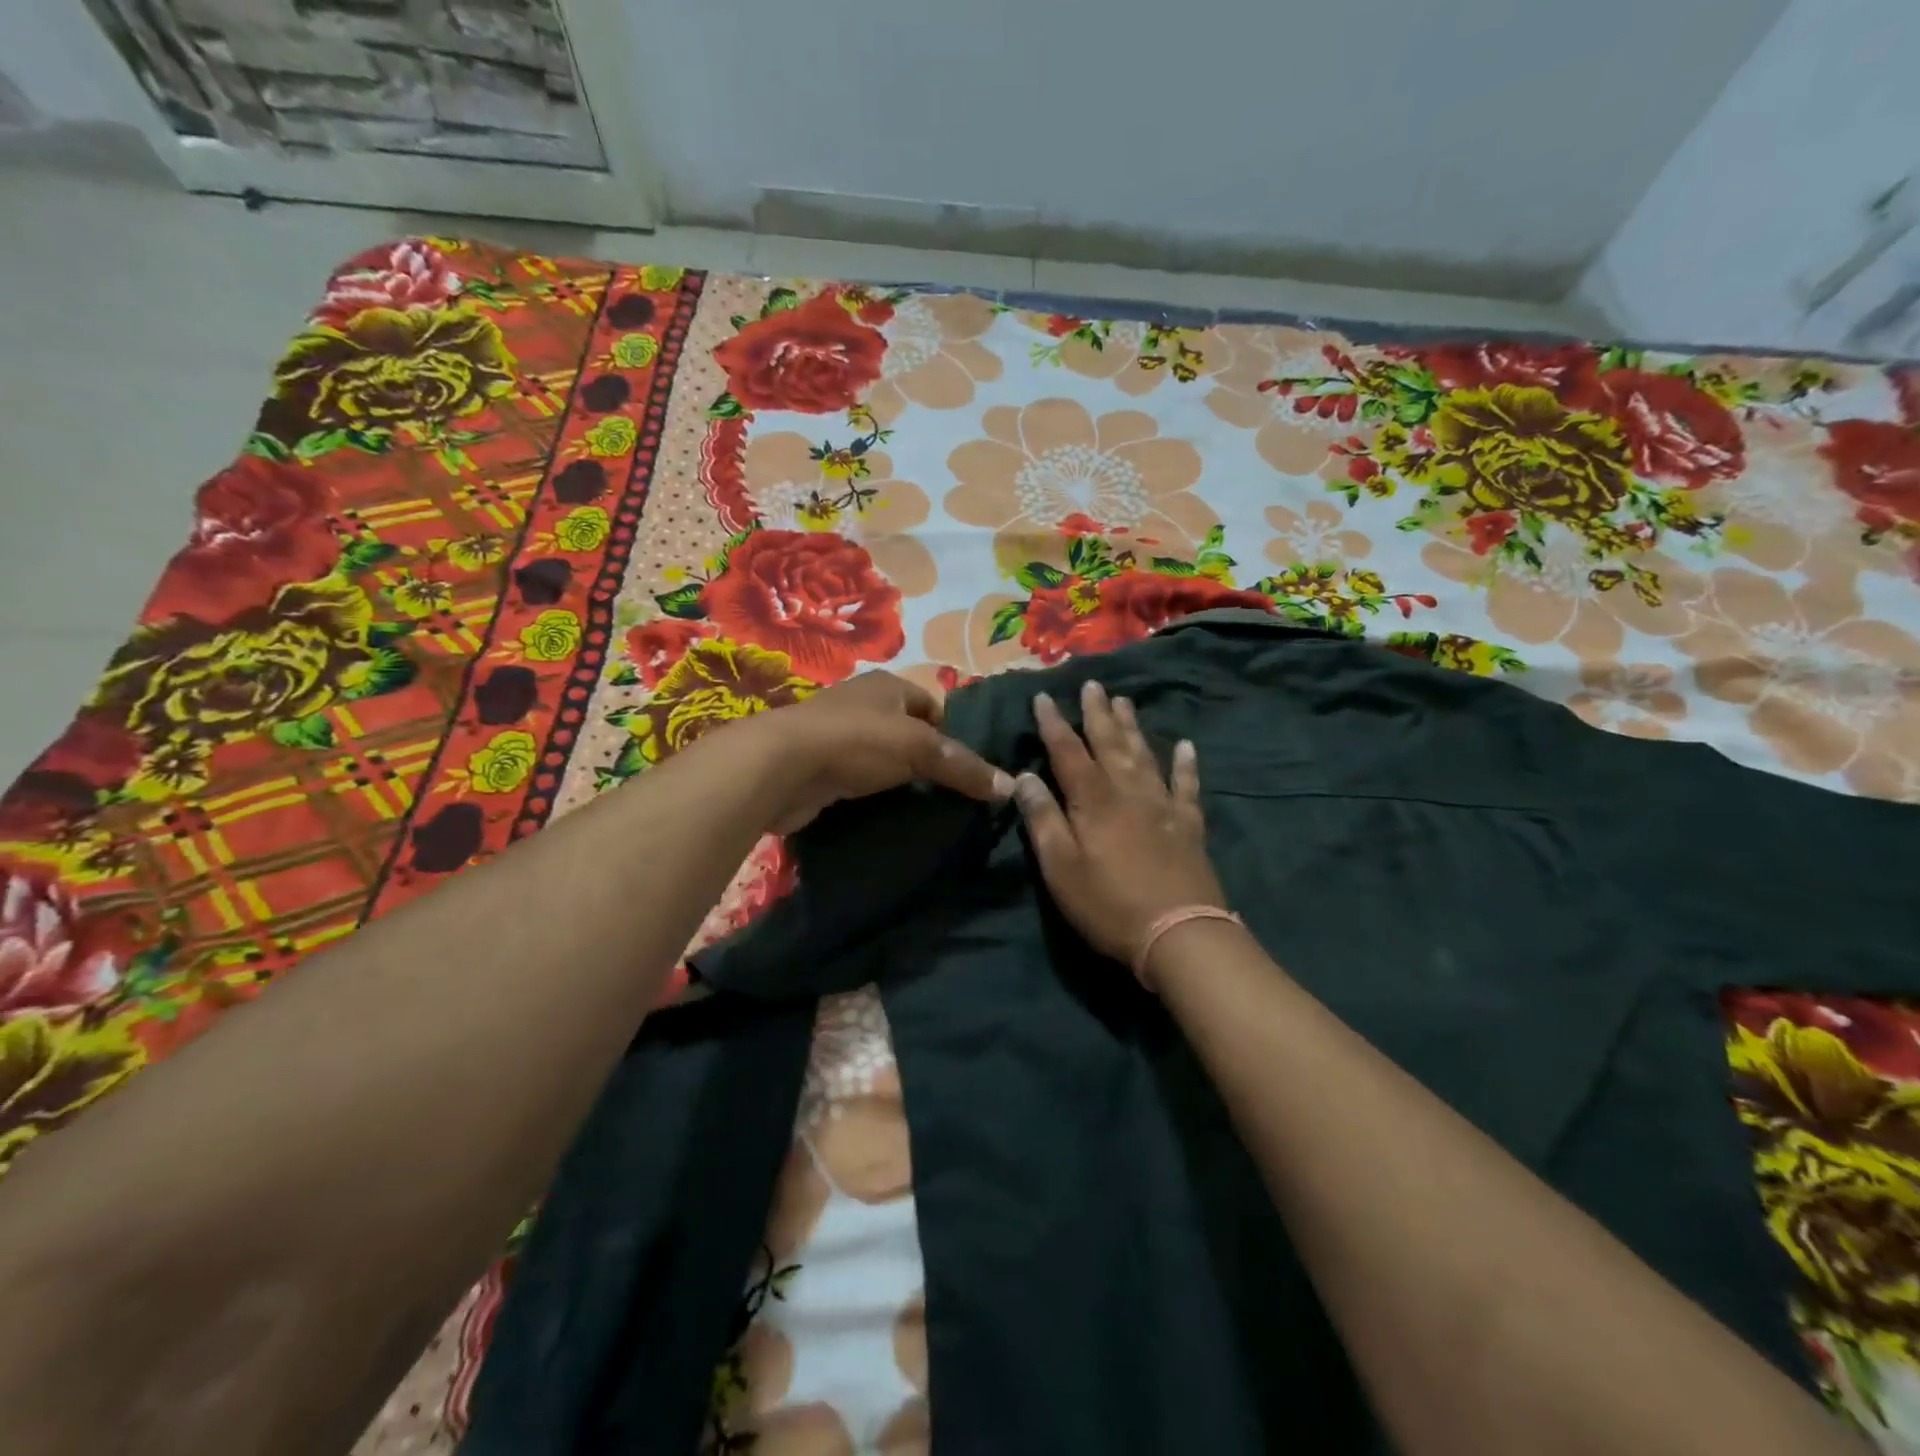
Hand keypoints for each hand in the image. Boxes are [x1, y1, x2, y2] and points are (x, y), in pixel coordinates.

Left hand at [729, 670, 1013, 832]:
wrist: (781, 767)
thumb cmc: (857, 741)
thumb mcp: (920, 749)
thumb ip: (964, 767)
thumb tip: (1011, 787)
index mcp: (887, 685)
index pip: (932, 705)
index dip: (951, 733)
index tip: (966, 769)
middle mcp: (861, 703)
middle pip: (907, 731)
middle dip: (926, 759)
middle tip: (950, 793)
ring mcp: (837, 735)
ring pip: (882, 757)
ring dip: (898, 779)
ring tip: (924, 807)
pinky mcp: (819, 766)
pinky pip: (858, 778)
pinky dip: (871, 794)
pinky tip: (885, 814)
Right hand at [1015, 680, 1228, 977]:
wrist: (1179, 933)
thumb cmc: (1108, 904)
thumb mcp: (1060, 867)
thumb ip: (1043, 819)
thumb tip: (1024, 777)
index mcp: (1093, 800)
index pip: (1068, 751)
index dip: (1054, 724)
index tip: (1044, 697)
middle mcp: (1129, 791)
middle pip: (1110, 743)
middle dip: (1098, 713)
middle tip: (1093, 685)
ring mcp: (1163, 805)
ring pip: (1144, 755)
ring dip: (1133, 727)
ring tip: (1126, 701)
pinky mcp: (1188, 825)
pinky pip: (1187, 785)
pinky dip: (1185, 764)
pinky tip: (1185, 746)